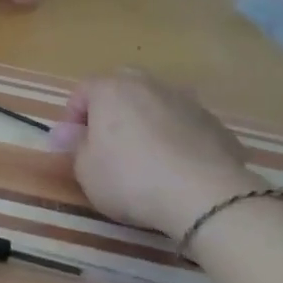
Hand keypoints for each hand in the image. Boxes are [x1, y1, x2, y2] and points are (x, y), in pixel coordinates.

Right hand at [50, 70, 265, 235]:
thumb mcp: (85, 169)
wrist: (205, 196)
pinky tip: (177, 169)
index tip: (72, 144)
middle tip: (107, 144)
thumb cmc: (130, 178)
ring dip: (146, 123)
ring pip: (156, 105)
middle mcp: (149, 85)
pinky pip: (185, 126)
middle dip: (111, 111)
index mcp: (111, 89)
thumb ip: (74, 146)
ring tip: (146, 158)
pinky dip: (177, 139)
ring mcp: (187, 102)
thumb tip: (66, 133)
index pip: (82, 91)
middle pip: (122, 89)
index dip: (72, 117)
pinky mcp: (216, 125)